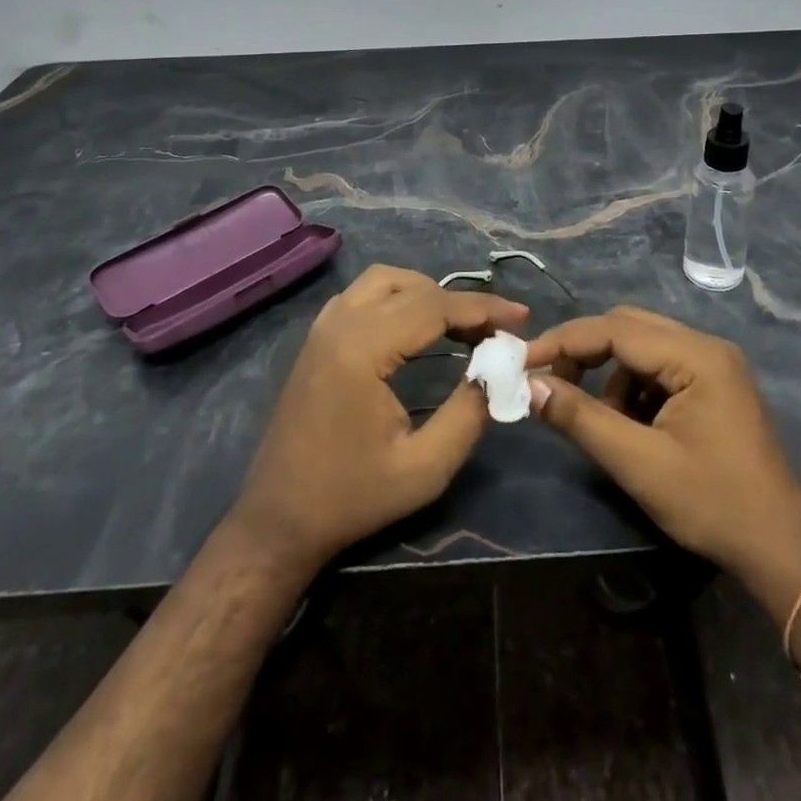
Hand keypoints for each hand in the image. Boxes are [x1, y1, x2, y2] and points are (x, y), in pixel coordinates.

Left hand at [232, 264, 527, 572]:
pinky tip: (418, 327)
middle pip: (413, 287)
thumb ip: (468, 413)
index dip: (483, 308)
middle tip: (496, 329)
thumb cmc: (353, 497)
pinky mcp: (318, 337)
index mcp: (362, 349)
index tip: (522, 317)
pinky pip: (364, 294)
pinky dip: (399, 298)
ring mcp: (323, 326)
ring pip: (386, 281)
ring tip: (462, 324)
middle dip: (461, 302)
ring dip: (428, 294)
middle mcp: (340, 323)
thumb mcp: (425, 468)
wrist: (279, 520)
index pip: (434, 306)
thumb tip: (498, 370)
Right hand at [525, 306, 800, 589]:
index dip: (565, 342)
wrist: (780, 546)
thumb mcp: (638, 463)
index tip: (524, 361)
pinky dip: (633, 388)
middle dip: (585, 352)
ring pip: (642, 346)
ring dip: (610, 374)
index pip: (616, 329)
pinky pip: (660, 367)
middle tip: (550, 384)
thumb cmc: (712, 503)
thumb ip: (582, 419)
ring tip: (598, 420)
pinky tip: (629, 425)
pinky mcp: (714, 383)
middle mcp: (706, 345)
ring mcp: (714, 363)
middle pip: (629, 327)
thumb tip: (532, 387)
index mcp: (695, 355)